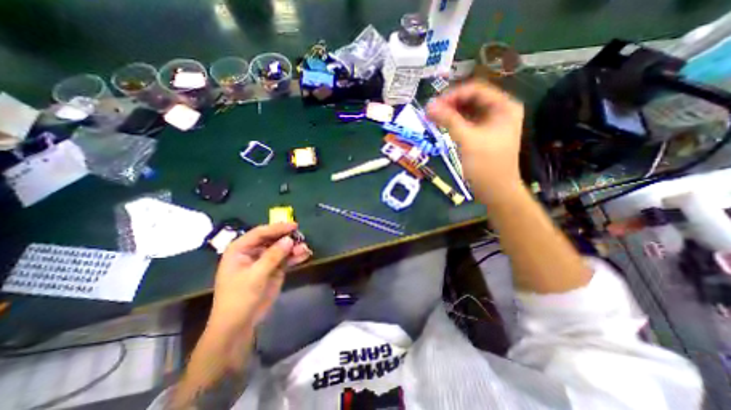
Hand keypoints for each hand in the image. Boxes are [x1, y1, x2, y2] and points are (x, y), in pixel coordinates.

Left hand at [206, 223, 310, 334]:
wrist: (239, 325)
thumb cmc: (239, 298)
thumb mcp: (255, 276)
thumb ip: (273, 256)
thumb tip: (289, 239)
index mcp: (241, 249)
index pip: (261, 233)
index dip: (277, 228)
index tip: (294, 226)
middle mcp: (253, 252)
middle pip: (273, 239)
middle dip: (287, 238)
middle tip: (302, 237)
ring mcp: (265, 261)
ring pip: (282, 249)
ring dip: (294, 248)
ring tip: (305, 249)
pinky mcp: (274, 270)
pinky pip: (286, 259)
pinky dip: (295, 257)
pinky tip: (305, 255)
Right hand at [429, 79, 525, 201]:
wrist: (495, 190)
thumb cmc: (485, 164)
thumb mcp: (467, 139)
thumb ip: (448, 120)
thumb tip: (428, 105)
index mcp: (504, 106)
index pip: (476, 89)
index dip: (453, 95)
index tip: (434, 104)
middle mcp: (500, 110)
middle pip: (471, 99)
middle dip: (450, 103)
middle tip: (431, 111)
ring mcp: (491, 123)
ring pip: (468, 111)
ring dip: (451, 113)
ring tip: (433, 117)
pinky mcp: (483, 134)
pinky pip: (467, 122)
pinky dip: (454, 122)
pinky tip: (442, 124)